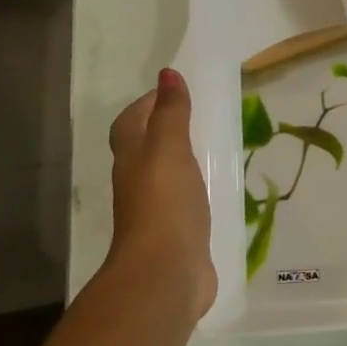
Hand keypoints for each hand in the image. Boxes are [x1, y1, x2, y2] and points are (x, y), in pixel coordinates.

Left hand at [102, 68, 216, 332]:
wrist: (165, 272)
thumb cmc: (165, 203)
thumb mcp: (170, 148)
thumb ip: (171, 113)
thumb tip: (167, 73)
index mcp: (132, 159)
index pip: (130, 123)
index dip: (146, 104)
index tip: (172, 90)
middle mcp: (138, 183)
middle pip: (143, 148)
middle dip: (162, 130)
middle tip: (195, 115)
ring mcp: (157, 211)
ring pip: (164, 176)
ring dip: (180, 160)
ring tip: (209, 146)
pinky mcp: (178, 233)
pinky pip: (184, 201)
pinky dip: (195, 189)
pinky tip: (216, 188)